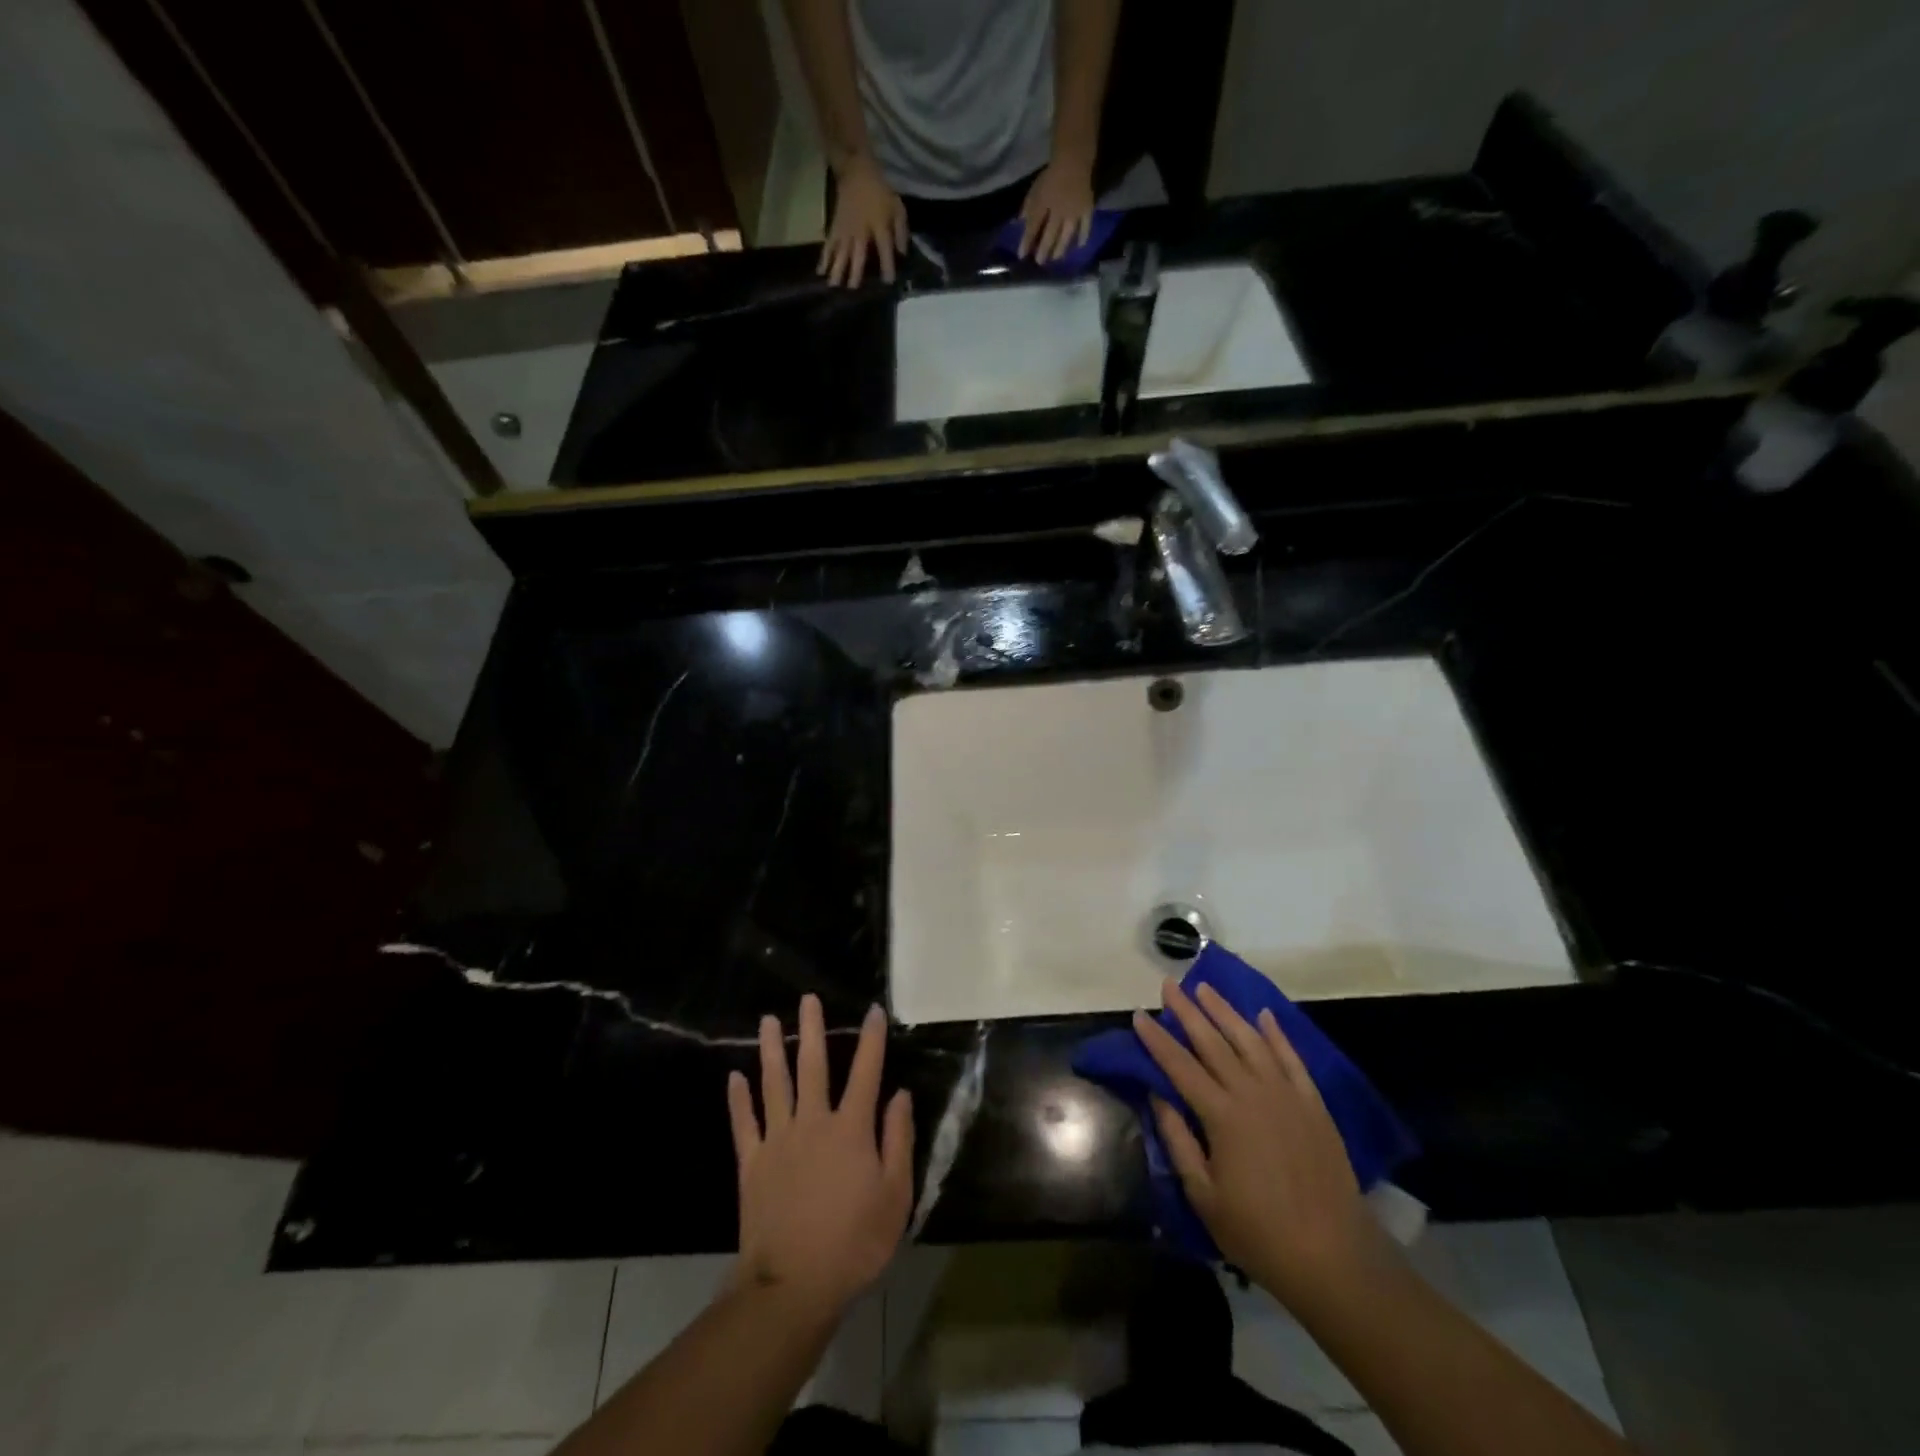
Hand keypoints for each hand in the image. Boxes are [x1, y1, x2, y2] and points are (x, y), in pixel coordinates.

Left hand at [727, 996, 914, 1311]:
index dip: (871, 1039)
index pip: (865, 1072)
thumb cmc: (854, 1242)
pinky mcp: (752, 1164)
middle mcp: (813, 1122)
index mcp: (850, 1129)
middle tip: (807, 999)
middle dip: (811, 1029)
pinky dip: (739, 1100)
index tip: (874, 1010)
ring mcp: (778, 1141)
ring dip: (771, 1050)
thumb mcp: (895, 1195)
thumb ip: (898, 1140)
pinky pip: (744, 1124)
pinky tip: (734, 1077)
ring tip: (767, 1020)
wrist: (793, 1286)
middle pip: (812, 1066)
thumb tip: (900, 1094)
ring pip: (774, 1084)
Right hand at [820, 159, 906, 286]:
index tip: (887, 281)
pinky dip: (824, 258)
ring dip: (837, 269)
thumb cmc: (880, 192)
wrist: (856, 171)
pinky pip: (829, 244)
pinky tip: (820, 272)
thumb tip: (903, 254)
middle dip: (855, 271)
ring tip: (833, 286)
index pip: (884, 248)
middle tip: (852, 289)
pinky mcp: (835, 227)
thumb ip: (901, 232)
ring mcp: (846, 230)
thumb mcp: (897, 208)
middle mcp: (861, 231)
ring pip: (841, 251)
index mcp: (879, 225)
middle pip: (857, 253)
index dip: (887, 264)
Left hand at [1018, 158, 1095, 262]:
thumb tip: (1019, 223)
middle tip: (1040, 262)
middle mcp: (1057, 211)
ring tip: (1056, 258)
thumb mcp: (1035, 189)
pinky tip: (1079, 246)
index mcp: (1043, 204)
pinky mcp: (1086, 209)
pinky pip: (1085, 226)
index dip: (1026, 242)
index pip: (1032, 227)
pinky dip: (1083, 237)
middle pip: (1049, 235)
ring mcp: (1073, 212)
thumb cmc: (1051, 174)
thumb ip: (1028, 207)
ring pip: (1066, 235)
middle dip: (1043, 250)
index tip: (1021, 255)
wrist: (1073, 158)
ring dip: (1060, 248)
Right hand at [1134, 980, 1383, 1313]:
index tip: (1139, 1014)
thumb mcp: (1204, 1196)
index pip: (1179, 1066)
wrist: (1335, 1257)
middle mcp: (1252, 1093)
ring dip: (1225, 1011)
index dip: (1157, 1040)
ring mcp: (1286, 1094)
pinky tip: (1263, 1016)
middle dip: (1187, 1011)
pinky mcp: (1313, 1104)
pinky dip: (1276, 1034)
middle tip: (1169, 984)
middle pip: (1212, 1042)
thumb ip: (1178, 1141)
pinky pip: (1291, 1058)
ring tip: (1206, 988)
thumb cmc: (1259, 1233)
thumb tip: (1158, 1097)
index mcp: (1221, 1115)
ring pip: (1250, 1040)